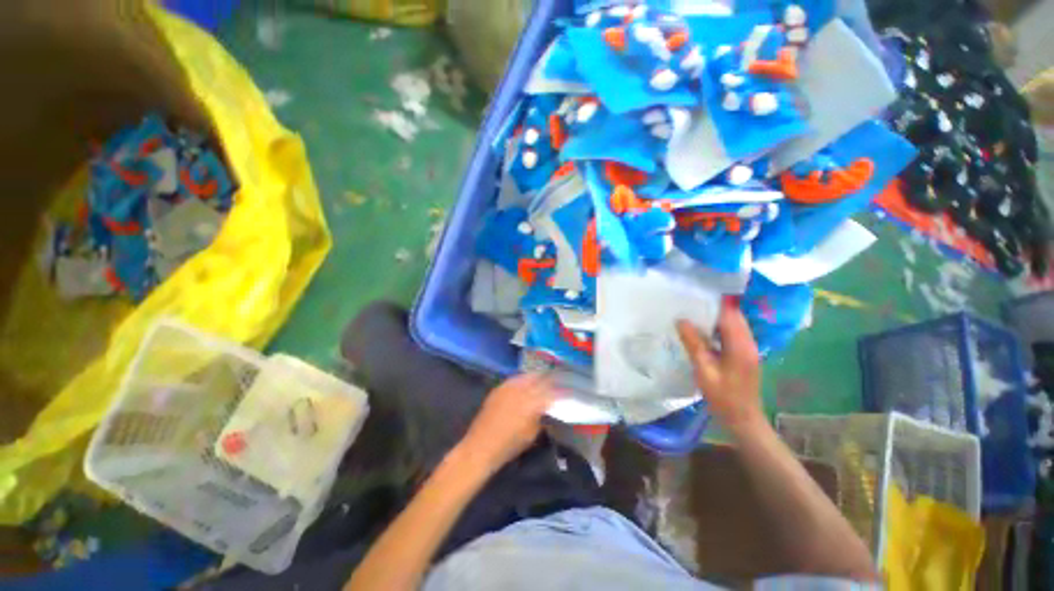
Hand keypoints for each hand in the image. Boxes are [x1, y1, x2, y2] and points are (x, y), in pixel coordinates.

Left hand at [458, 373, 559, 472]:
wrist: (481, 446)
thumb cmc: (510, 445)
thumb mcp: (532, 434)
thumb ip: (542, 417)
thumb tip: (547, 409)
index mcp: (533, 402)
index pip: (551, 391)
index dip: (560, 390)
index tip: (566, 391)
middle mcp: (521, 390)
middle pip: (540, 379)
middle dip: (549, 380)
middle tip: (555, 382)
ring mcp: (508, 387)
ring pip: (527, 376)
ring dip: (536, 377)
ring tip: (542, 380)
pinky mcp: (499, 388)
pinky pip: (515, 379)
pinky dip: (523, 380)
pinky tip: (525, 384)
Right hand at [676, 298, 764, 436]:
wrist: (743, 419)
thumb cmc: (723, 397)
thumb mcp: (704, 371)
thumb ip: (694, 344)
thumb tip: (681, 320)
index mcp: (740, 346)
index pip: (730, 314)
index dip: (715, 302)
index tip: (696, 292)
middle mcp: (748, 343)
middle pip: (734, 316)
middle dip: (714, 306)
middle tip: (690, 300)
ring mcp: (748, 348)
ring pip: (733, 324)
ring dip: (715, 316)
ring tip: (692, 311)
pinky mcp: (744, 354)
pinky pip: (732, 333)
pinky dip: (718, 327)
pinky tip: (702, 329)